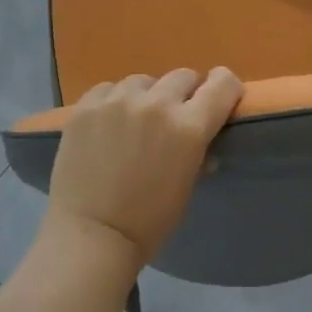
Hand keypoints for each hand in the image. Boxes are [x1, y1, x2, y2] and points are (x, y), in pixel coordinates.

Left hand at [43, 67, 244, 268]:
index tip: (220, 98)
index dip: (225, 87)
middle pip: (183, 76)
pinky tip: (108, 123)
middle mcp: (156, 104)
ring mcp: (117, 101)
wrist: (91, 235)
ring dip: (148, 96)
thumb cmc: (149, 221)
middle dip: (186, 94)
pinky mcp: (86, 106)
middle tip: (175, 118)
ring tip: (136, 121)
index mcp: (189, 127)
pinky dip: (114, 101)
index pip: (222, 84)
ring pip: (143, 81)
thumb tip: (202, 143)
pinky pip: (109, 89)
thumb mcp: (187, 186)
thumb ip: (198, 154)